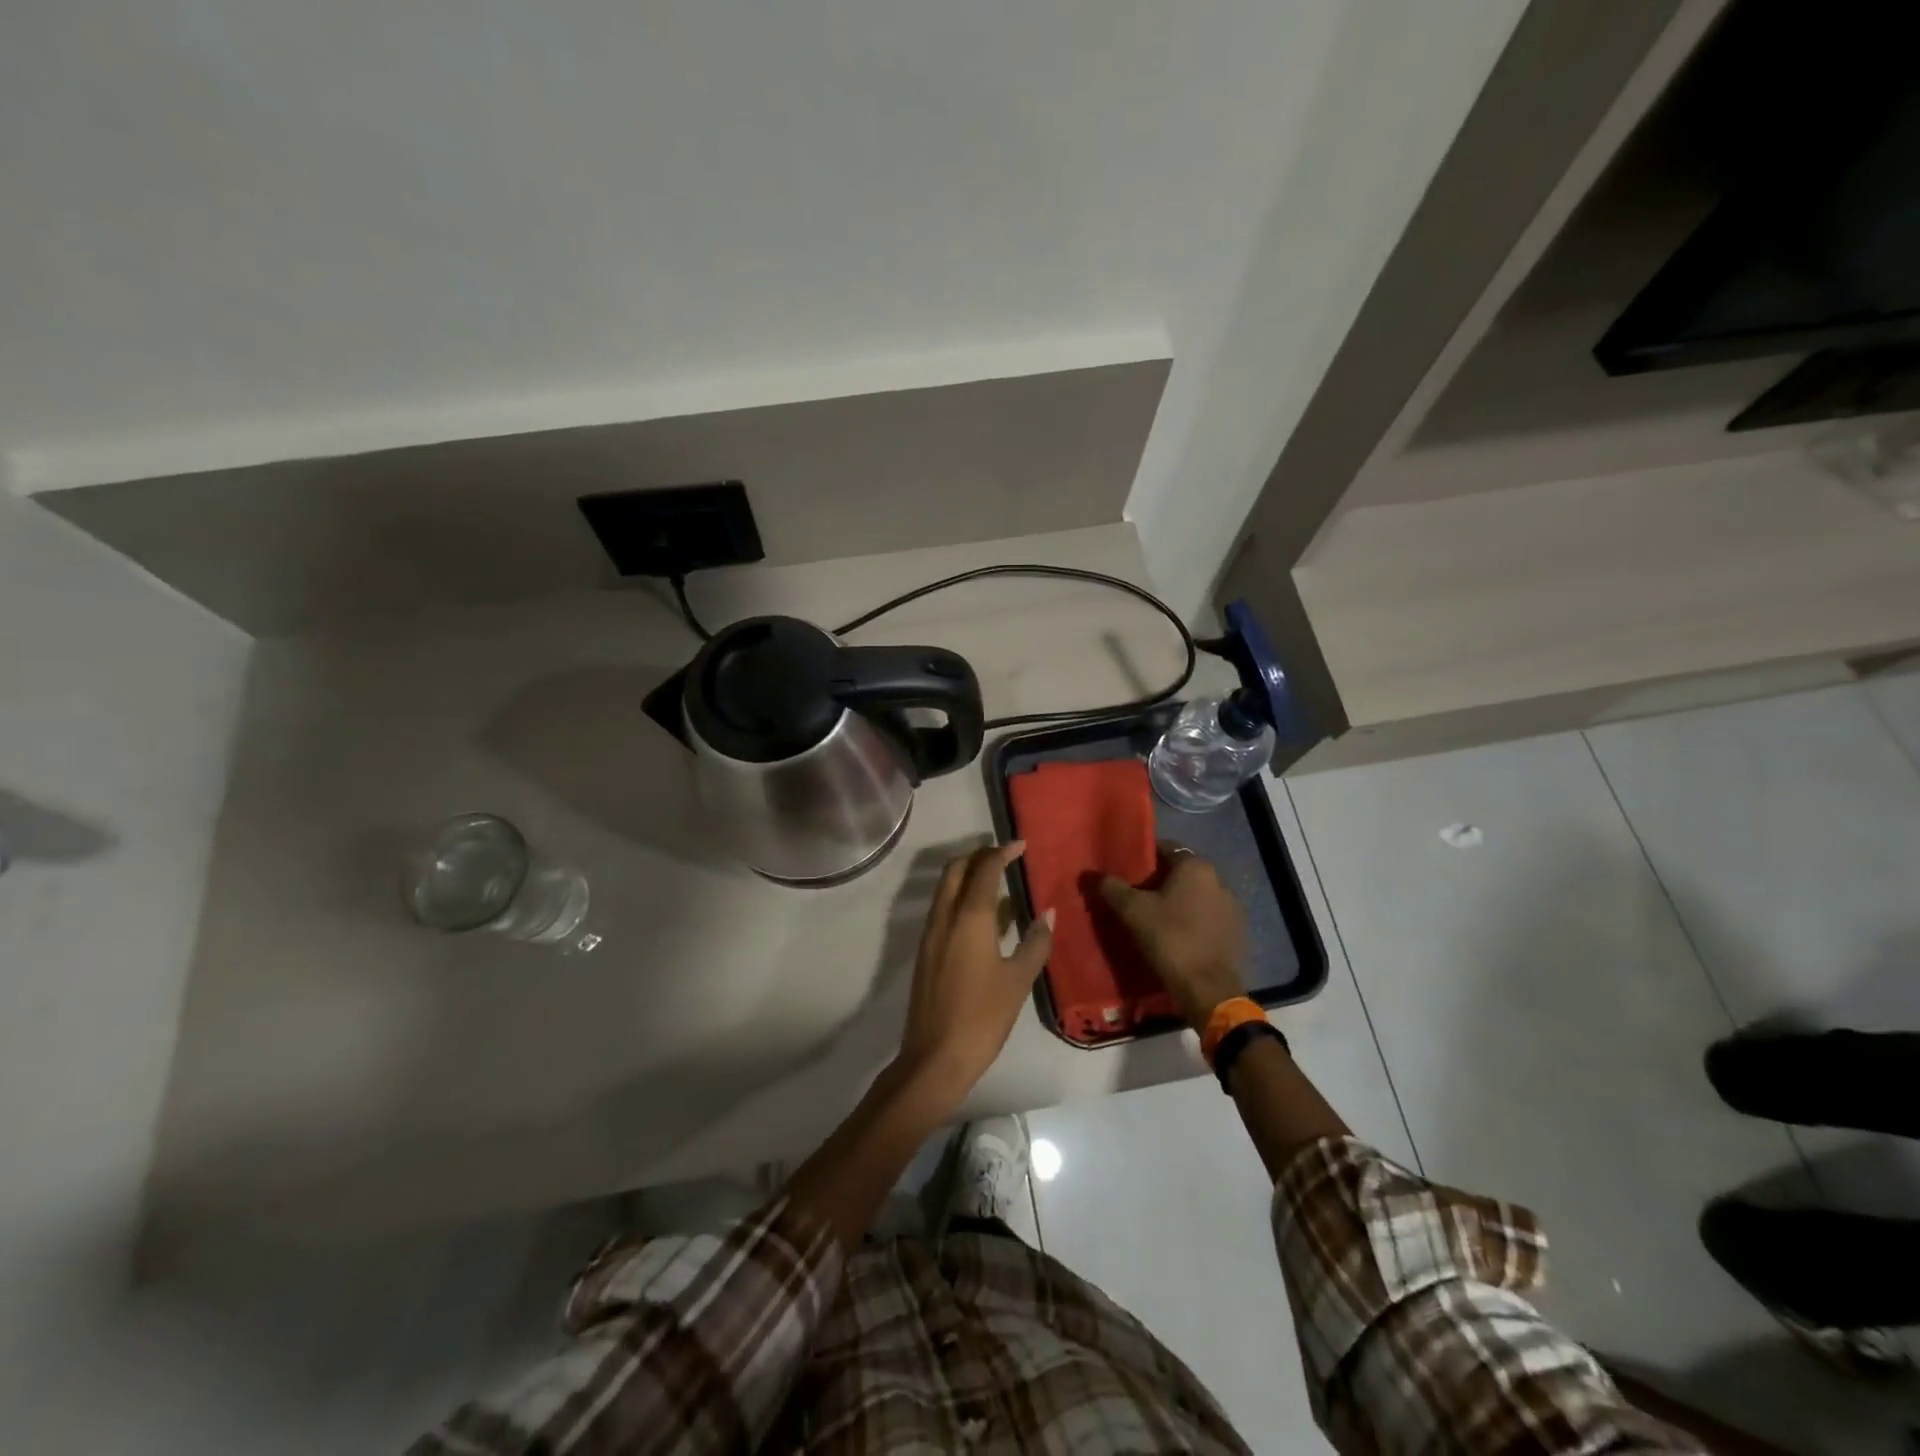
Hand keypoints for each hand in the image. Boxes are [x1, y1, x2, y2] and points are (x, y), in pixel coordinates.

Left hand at [896, 842, 1053, 1107]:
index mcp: (968, 918)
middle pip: (956, 869)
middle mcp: (944, 917)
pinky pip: (942, 908)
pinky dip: (960, 897)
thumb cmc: (982, 1017)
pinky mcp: (925, 951)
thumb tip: (1048, 913)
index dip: (1002, 852)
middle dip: (979, 855)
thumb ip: (1035, 942)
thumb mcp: (1018, 980)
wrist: (935, 1057)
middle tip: (1005, 857)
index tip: (1021, 844)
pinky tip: (983, 917)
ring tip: (997, 881)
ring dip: (967, 875)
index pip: (984, 869)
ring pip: (945, 888)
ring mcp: (930, 934)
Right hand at [1100, 844, 1246, 1029]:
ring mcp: (1232, 907)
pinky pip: (1208, 917)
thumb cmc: (1170, 939)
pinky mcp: (1237, 931)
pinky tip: (1177, 935)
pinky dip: (1192, 920)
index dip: (1142, 858)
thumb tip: (1090, 875)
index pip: (1164, 849)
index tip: (1125, 872)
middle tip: (1135, 896)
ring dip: (1177, 901)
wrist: (1208, 989)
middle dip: (1158, 881)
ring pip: (1195, 895)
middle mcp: (1219, 880)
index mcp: (1196, 867)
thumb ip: (1111, 888)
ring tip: (1154, 917)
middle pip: (1180, 872)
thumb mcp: (1132, 911)